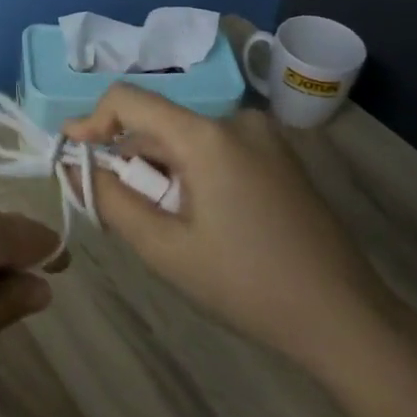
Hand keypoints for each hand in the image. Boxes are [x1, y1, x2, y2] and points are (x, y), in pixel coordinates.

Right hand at [64, 86, 403, 374]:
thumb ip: (110, 200)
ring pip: (185, 141)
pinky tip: (202, 222)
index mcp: (207, 135)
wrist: (344, 317)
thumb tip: (73, 166)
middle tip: (124, 216)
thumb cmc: (246, 284)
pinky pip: (215, 151)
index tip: (72, 156)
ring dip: (161, 173)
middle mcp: (236, 120)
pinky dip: (192, 175)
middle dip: (130, 163)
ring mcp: (263, 137)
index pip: (129, 99)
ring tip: (169, 228)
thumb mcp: (165, 248)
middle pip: (158, 125)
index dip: (91, 121)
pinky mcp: (279, 157)